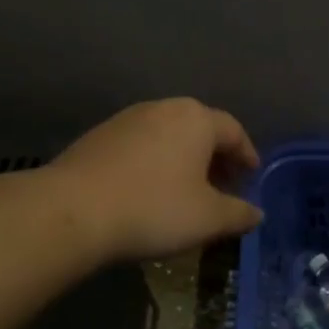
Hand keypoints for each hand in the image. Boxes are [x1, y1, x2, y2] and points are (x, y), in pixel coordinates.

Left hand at [45, 98, 262, 263]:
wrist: (70, 211)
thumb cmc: (153, 209)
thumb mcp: (208, 219)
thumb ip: (239, 213)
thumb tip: (257, 213)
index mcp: (197, 119)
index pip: (234, 131)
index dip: (247, 155)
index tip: (251, 177)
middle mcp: (164, 109)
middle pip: (200, 129)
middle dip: (215, 157)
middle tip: (223, 186)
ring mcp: (126, 119)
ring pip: (168, 136)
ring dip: (183, 160)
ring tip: (186, 191)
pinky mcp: (98, 136)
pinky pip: (140, 146)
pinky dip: (155, 163)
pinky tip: (149, 191)